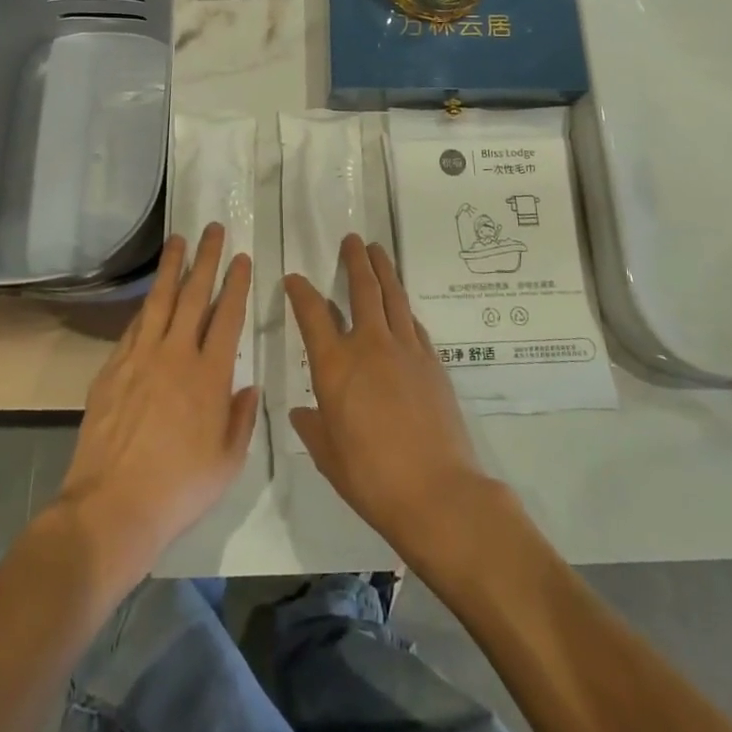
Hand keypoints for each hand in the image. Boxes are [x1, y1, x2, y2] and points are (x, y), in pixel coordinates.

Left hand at [53, 224, 259, 585]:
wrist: (112, 507)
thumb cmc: (179, 489)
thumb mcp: (228, 462)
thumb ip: (241, 419)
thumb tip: (248, 386)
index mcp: (211, 375)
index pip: (228, 316)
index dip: (237, 284)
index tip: (242, 259)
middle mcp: (177, 355)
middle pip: (195, 295)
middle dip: (207, 259)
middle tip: (213, 229)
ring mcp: (141, 358)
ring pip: (161, 300)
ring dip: (172, 267)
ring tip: (178, 240)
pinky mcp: (113, 368)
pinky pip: (134, 326)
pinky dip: (146, 305)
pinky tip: (151, 294)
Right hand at [286, 234, 491, 559]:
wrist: (437, 491)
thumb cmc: (372, 478)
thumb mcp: (329, 457)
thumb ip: (313, 428)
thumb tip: (303, 413)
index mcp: (335, 366)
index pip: (312, 314)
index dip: (301, 292)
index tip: (294, 278)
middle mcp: (369, 346)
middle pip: (362, 289)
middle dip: (355, 260)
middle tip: (352, 240)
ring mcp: (406, 350)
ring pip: (393, 296)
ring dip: (383, 270)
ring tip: (377, 250)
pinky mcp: (432, 361)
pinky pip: (413, 323)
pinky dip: (404, 307)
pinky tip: (402, 305)